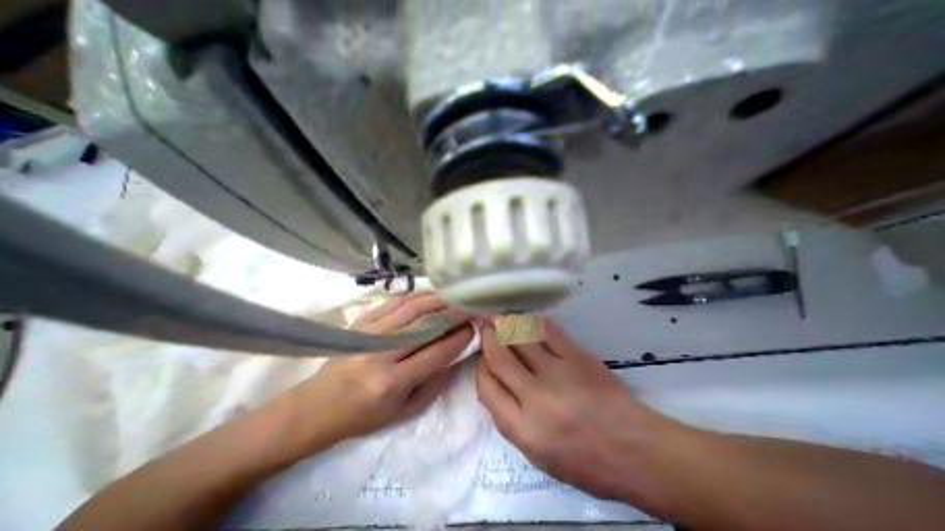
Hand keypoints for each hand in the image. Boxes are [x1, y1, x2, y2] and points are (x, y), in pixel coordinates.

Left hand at [283, 294, 469, 451]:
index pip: (436, 353)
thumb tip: (455, 359)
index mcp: (392, 382)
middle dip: (454, 314)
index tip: (473, 329)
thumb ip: (434, 386)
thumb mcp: (403, 413)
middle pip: (426, 326)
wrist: (315, 407)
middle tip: (471, 307)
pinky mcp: (361, 322)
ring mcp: (369, 333)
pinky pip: (394, 302)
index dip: (459, 339)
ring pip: (413, 309)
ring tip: (456, 297)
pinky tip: (431, 294)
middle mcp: (382, 354)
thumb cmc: (362, 416)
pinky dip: (416, 296)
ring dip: (438, 301)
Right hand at [477, 316, 683, 503]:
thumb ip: (509, 417)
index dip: (480, 366)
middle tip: (485, 324)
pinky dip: (534, 322)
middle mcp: (535, 398)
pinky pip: (549, 331)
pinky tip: (528, 320)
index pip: (487, 387)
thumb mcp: (537, 454)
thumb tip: (493, 381)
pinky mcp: (578, 358)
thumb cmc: (584, 460)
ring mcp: (558, 374)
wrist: (635, 450)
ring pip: (521, 338)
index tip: (481, 356)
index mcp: (523, 428)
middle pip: (500, 357)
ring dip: (506, 323)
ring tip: (500, 317)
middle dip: (488, 336)